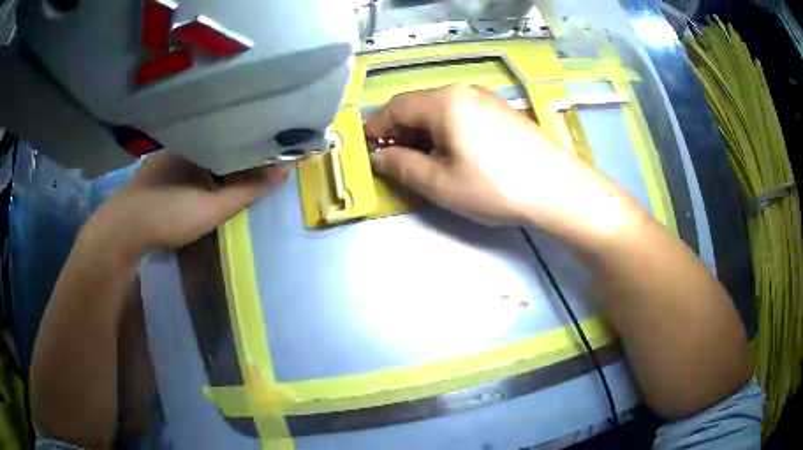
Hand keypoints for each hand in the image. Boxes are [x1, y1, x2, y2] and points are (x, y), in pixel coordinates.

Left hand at [85, 152, 286, 267]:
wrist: (121, 230)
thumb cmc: (167, 214)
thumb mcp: (212, 207)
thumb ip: (247, 191)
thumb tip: (283, 172)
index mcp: (198, 142)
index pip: (237, 135)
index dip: (256, 144)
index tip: (275, 151)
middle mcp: (183, 141)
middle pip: (221, 142)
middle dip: (240, 152)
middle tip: (261, 164)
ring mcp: (167, 154)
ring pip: (204, 153)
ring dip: (221, 161)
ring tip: (240, 170)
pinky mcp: (157, 169)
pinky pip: (189, 162)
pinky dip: (204, 168)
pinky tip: (207, 179)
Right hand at [365, 85, 588, 226]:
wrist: (559, 189)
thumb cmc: (495, 187)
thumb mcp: (441, 183)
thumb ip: (402, 166)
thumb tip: (378, 157)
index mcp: (444, 102)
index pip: (396, 107)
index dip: (376, 128)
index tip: (366, 150)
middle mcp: (464, 91)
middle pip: (419, 105)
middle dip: (400, 131)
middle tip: (393, 160)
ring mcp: (488, 99)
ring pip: (442, 109)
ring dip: (424, 131)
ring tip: (423, 160)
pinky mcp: (504, 111)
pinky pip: (464, 114)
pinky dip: (447, 130)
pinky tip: (455, 152)